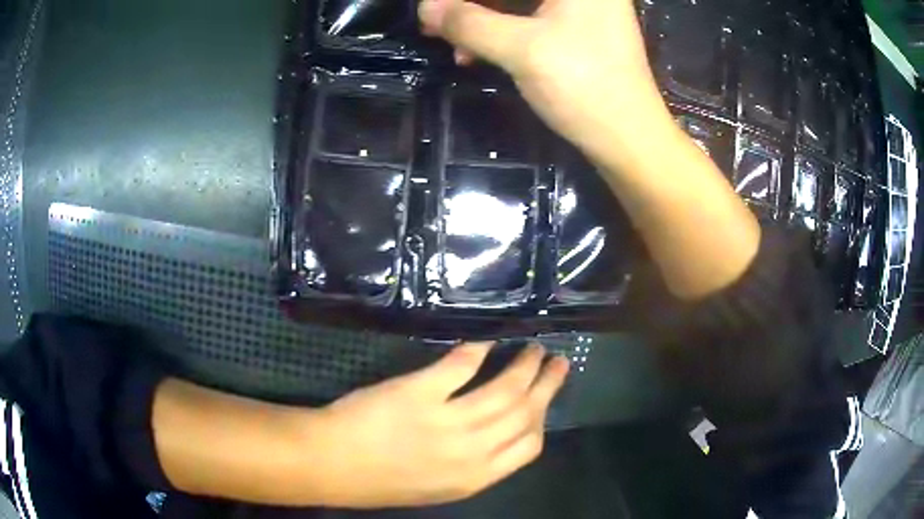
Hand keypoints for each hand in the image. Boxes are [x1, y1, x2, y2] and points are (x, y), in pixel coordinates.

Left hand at [307, 342, 568, 507]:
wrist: (332, 464)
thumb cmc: (381, 481)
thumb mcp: (438, 486)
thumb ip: (472, 465)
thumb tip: (497, 435)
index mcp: (476, 477)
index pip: (529, 446)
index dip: (543, 418)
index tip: (547, 399)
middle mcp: (471, 451)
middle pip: (525, 413)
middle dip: (547, 385)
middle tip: (558, 362)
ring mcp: (446, 421)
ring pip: (502, 389)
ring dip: (522, 365)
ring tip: (533, 348)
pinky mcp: (419, 392)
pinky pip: (459, 366)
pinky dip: (476, 350)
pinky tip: (485, 339)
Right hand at [419, 0, 673, 162]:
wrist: (630, 139)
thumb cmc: (584, 86)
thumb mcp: (521, 49)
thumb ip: (469, 23)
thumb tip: (424, 7)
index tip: (435, 9)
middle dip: (471, 5)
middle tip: (437, 23)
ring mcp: (583, 8)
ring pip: (518, 3)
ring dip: (481, 20)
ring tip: (452, 44)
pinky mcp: (579, 30)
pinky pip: (530, 19)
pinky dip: (501, 32)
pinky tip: (476, 52)